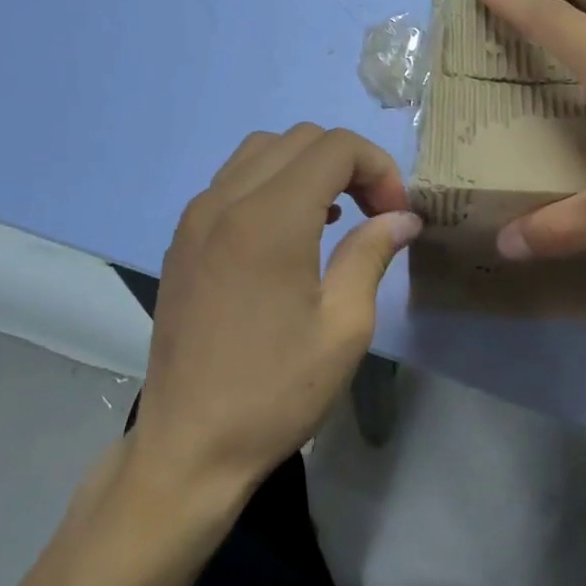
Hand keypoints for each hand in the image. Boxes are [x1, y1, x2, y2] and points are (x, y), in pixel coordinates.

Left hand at [126, 125, 420, 504]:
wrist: (190, 445)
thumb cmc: (276, 391)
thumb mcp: (344, 326)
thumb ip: (372, 254)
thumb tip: (403, 217)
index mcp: (269, 219)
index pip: (334, 147)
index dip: (378, 168)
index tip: (395, 214)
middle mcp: (225, 201)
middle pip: (298, 139)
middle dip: (348, 163)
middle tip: (374, 213)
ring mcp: (195, 218)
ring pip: (261, 152)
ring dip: (308, 168)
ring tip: (336, 216)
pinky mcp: (182, 240)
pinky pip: (232, 182)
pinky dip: (272, 184)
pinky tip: (291, 232)